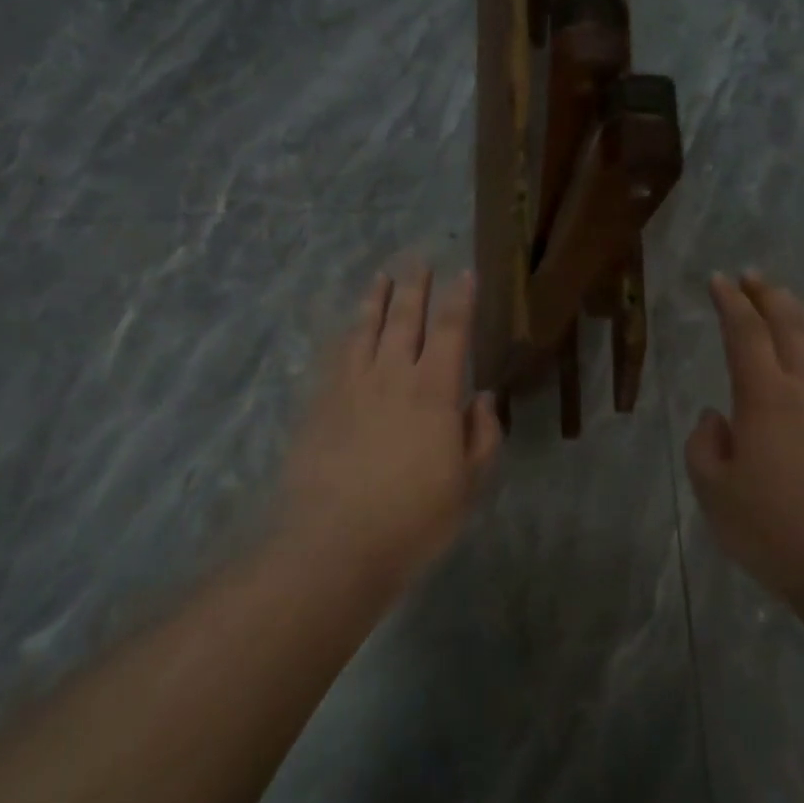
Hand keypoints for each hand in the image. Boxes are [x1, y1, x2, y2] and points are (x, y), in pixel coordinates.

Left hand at [277, 269, 502, 580]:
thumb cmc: (414, 517)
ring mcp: (351, 387)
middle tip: (419, 260)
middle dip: (416, 287)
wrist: (334, 543)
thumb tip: (483, 399)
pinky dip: (346, 334)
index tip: (465, 273)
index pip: (451, 331)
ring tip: (382, 276)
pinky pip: (336, 356)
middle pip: (405, 319)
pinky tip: (347, 328)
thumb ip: (482, 436)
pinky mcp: (320, 404)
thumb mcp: (468, 484)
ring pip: (366, 329)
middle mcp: (392, 376)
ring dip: (377, 300)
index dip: (460, 299)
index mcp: (434, 391)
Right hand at [685, 272, 803, 607]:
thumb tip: (716, 417)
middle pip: (790, 324)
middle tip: (751, 277)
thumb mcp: (715, 494)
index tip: (718, 281)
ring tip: (787, 301)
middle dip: (768, 295)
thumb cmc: (777, 531)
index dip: (731, 302)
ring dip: (802, 312)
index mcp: (765, 396)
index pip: (745, 332)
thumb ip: (705, 446)